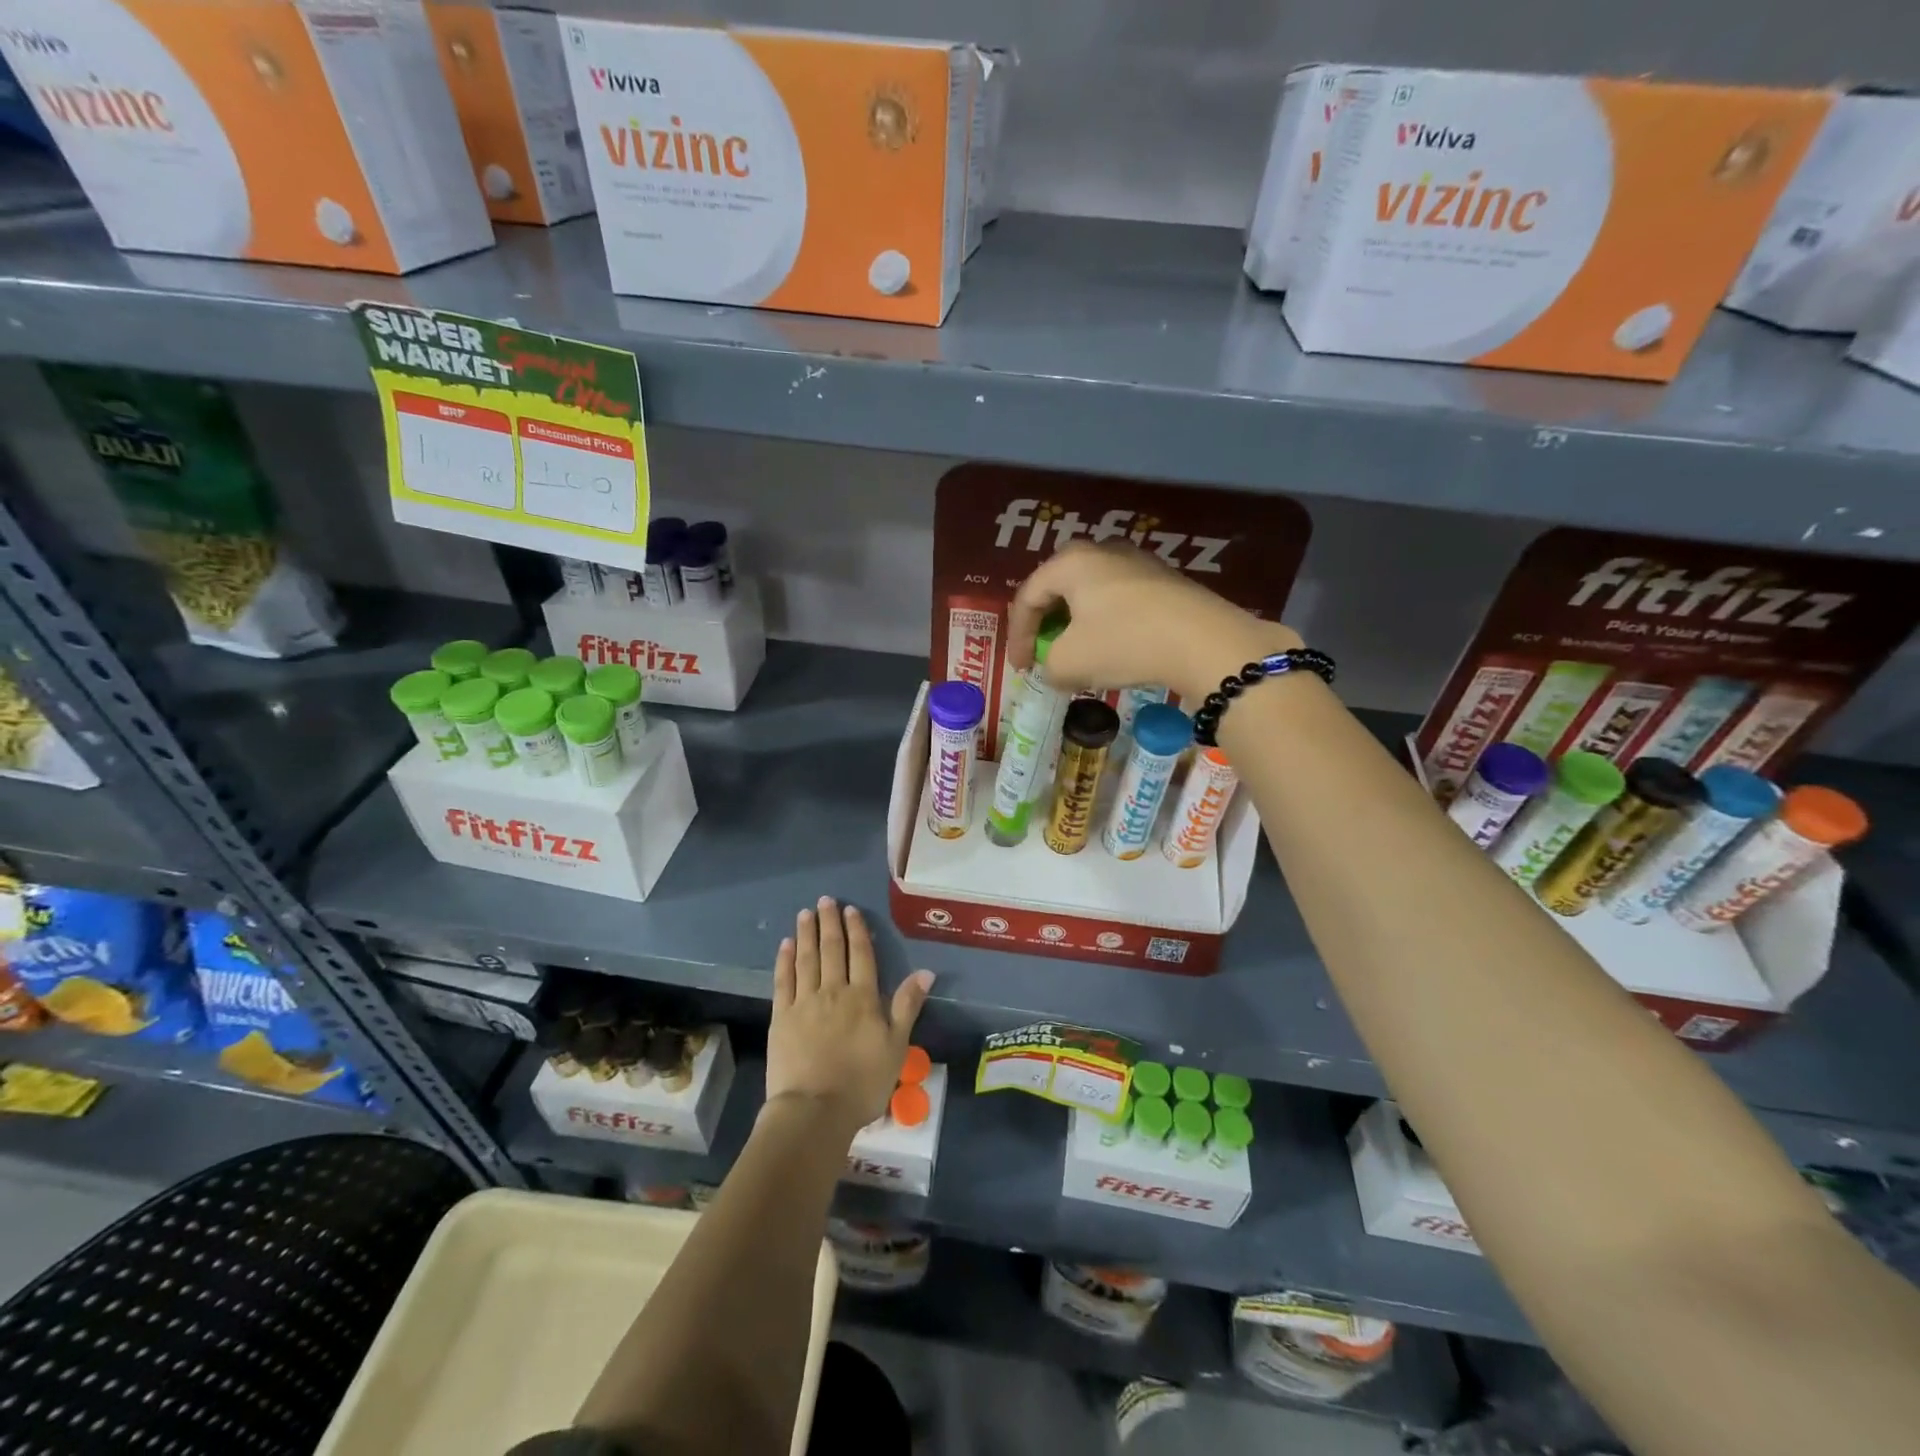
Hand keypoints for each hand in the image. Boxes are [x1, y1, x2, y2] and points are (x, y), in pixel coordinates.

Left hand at [766, 897, 934, 1140]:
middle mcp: (833, 991)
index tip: (851, 910)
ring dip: (806, 933)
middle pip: (831, 950)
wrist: (814, 1111)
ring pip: (806, 959)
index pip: (861, 955)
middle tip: (825, 900)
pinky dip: (784, 960)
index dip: (857, 931)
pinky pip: (783, 981)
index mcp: (863, 997)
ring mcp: (804, 1002)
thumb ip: (907, 1006)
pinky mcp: (780, 1017)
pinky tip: (785, 945)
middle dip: (829, 923)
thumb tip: (926, 972)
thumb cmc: (862, 1082)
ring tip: (806, 913)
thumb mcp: (896, 1046)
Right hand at [1008, 541, 1300, 702]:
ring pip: (1091, 594)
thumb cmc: (1124, 643)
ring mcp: (1138, 562)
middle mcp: (1102, 551)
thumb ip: (1049, 665)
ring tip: (1077, 655)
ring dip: (1077, 626)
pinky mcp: (1165, 581)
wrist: (1204, 641)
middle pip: (1059, 588)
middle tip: (1043, 654)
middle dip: (1046, 625)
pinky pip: (1120, 600)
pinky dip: (1106, 625)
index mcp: (1070, 562)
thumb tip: (1055, 668)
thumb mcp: (1070, 663)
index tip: (1020, 668)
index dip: (1017, 636)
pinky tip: (1114, 649)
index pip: (1028, 597)